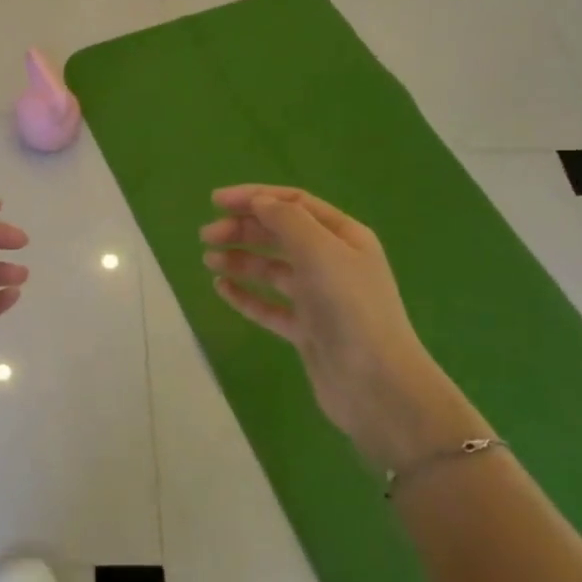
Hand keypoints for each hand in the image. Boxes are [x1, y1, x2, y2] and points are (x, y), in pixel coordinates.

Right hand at [201, 185, 484, 472]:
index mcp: (343, 237)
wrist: (375, 384)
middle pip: (280, 234)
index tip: (215, 201)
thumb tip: (259, 202)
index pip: (294, 203)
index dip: (255, 197)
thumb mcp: (320, 251)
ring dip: (240, 259)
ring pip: (272, 269)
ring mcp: (319, 298)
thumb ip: (286, 220)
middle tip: (206, 236)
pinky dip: (245, 294)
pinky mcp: (306, 329)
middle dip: (243, 229)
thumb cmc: (350, 308)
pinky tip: (221, 288)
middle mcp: (332, 262)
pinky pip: (268, 305)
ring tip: (209, 260)